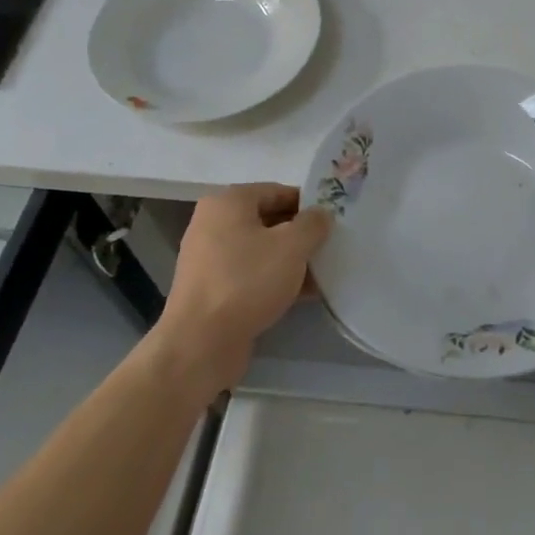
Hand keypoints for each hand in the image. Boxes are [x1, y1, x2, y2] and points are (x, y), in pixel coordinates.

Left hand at [154, 183, 331, 392]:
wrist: (201, 343)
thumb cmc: (247, 281)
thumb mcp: (291, 246)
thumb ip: (312, 224)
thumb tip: (321, 215)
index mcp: (228, 203)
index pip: (276, 191)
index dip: (307, 203)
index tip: (333, 219)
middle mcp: (213, 225)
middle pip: (268, 220)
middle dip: (301, 233)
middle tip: (332, 244)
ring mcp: (211, 259)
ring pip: (261, 250)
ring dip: (292, 259)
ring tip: (325, 271)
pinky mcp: (213, 290)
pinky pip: (252, 275)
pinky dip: (276, 280)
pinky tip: (305, 294)